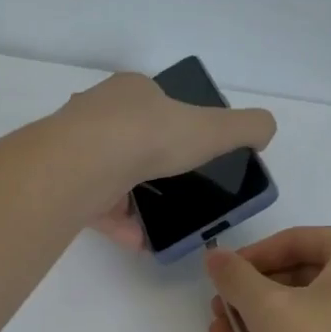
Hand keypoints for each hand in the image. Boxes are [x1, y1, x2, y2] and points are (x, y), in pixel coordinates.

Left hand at [58, 73, 274, 243]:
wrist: (87, 164)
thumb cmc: (151, 135)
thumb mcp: (214, 128)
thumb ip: (247, 127)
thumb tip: (265, 130)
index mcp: (131, 90)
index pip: (153, 101)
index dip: (174, 122)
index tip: (192, 147)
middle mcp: (97, 113)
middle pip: (128, 136)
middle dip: (151, 160)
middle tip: (178, 185)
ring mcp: (77, 148)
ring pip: (110, 172)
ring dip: (135, 196)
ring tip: (162, 218)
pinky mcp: (66, 183)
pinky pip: (97, 206)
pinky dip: (120, 223)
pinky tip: (142, 240)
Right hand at [204, 227, 330, 331]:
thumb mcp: (270, 311)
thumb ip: (236, 278)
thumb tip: (215, 255)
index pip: (293, 241)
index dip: (247, 261)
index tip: (215, 283)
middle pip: (301, 272)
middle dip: (252, 297)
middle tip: (218, 318)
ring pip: (311, 303)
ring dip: (265, 319)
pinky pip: (328, 327)